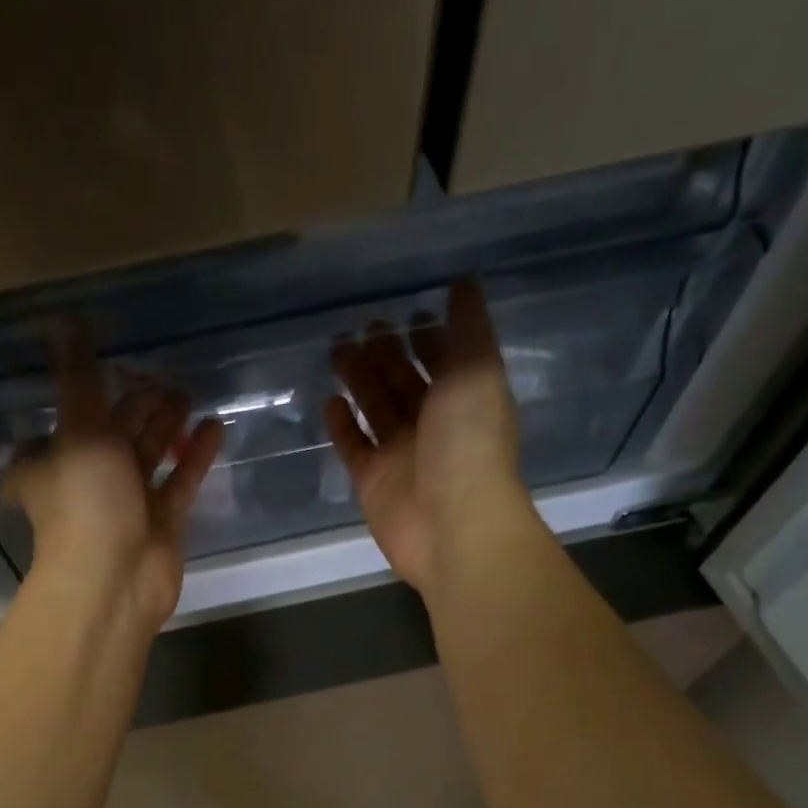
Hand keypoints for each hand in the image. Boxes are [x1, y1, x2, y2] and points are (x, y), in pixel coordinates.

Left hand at [4, 323, 222, 629]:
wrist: (115, 580)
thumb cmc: (84, 501)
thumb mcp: (78, 430)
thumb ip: (79, 378)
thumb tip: (67, 320)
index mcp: (48, 463)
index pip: (54, 429)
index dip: (72, 403)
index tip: (96, 371)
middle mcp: (84, 482)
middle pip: (110, 436)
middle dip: (133, 407)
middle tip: (161, 376)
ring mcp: (126, 504)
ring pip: (147, 457)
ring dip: (165, 426)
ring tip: (188, 393)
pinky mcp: (162, 523)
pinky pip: (179, 482)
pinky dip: (194, 456)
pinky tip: (215, 425)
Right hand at [326, 278, 528, 595]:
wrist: (451, 524)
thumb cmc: (468, 443)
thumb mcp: (477, 372)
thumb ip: (469, 329)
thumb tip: (464, 284)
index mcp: (465, 398)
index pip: (444, 360)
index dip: (427, 337)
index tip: (405, 312)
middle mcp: (434, 425)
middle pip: (404, 382)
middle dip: (385, 353)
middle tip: (360, 326)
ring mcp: (401, 455)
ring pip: (376, 409)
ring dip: (359, 380)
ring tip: (337, 350)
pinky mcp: (373, 481)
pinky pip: (354, 447)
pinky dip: (343, 425)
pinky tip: (330, 402)